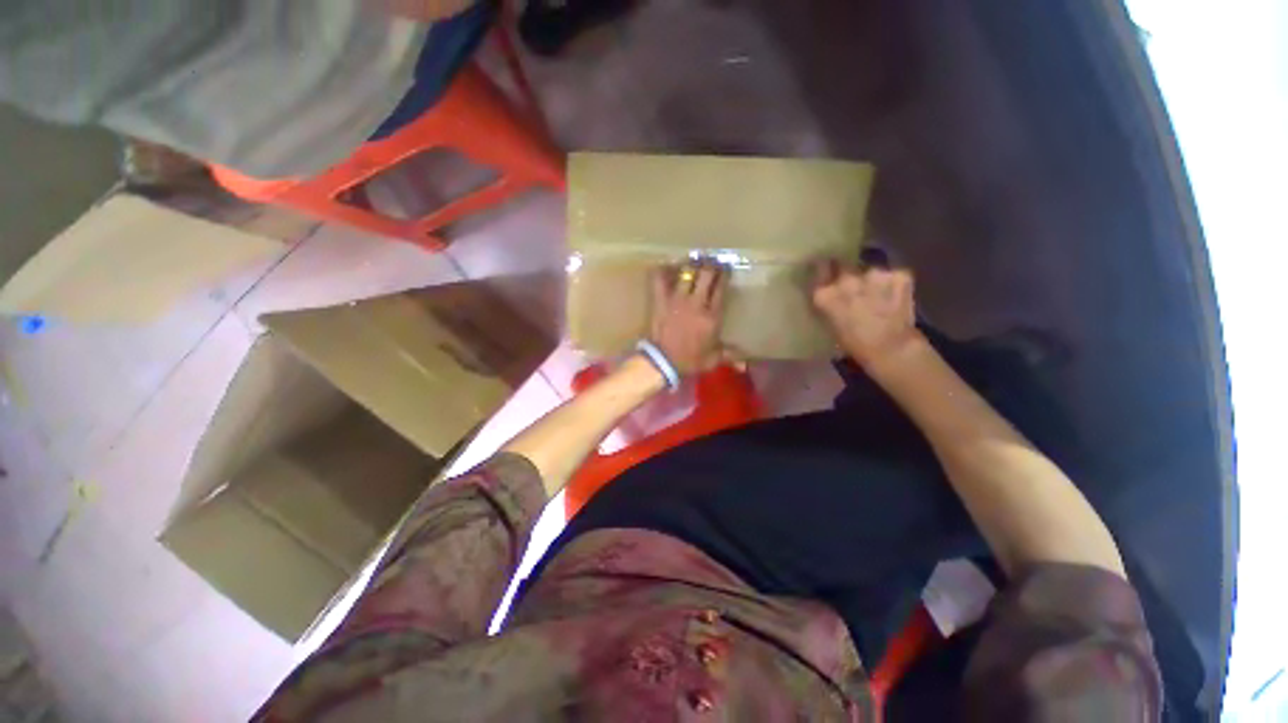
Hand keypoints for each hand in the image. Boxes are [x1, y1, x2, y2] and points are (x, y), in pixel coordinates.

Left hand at [649, 262, 728, 374]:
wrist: (663, 361)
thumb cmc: (689, 360)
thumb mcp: (713, 359)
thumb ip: (729, 354)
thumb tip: (744, 361)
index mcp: (712, 315)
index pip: (721, 287)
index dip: (725, 275)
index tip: (726, 270)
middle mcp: (697, 302)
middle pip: (707, 273)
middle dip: (711, 265)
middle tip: (712, 262)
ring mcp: (677, 299)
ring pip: (687, 272)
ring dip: (692, 265)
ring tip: (694, 261)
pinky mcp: (661, 300)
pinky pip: (660, 279)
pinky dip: (663, 270)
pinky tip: (668, 267)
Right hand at [811, 258, 921, 369]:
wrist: (893, 349)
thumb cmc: (855, 344)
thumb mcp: (830, 323)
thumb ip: (828, 302)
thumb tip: (827, 292)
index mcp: (825, 293)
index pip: (818, 268)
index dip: (822, 270)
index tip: (824, 272)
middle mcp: (847, 279)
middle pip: (843, 265)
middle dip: (845, 272)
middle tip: (851, 286)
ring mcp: (874, 274)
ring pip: (869, 271)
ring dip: (870, 280)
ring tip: (876, 295)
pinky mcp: (900, 274)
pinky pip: (892, 276)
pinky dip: (892, 284)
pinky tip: (894, 297)